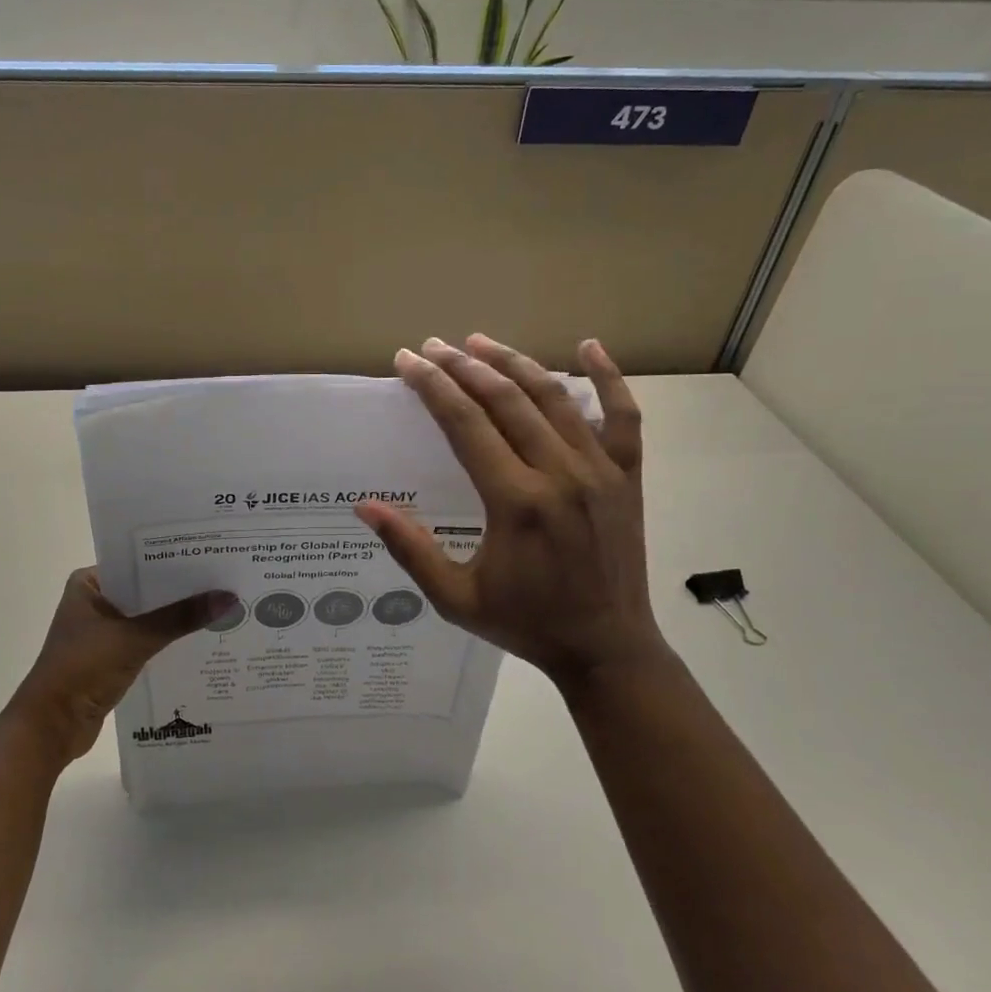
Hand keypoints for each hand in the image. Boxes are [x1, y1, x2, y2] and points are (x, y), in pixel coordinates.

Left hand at [7, 569, 233, 766]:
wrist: (51, 727)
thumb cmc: (83, 669)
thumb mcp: (135, 638)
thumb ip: (180, 618)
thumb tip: (229, 598)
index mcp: (88, 583)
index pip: (137, 561)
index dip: (173, 559)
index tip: (211, 554)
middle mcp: (94, 601)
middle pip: (145, 589)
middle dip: (181, 589)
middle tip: (225, 579)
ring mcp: (101, 631)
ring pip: (148, 616)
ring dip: (176, 616)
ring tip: (221, 605)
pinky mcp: (110, 658)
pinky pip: (146, 640)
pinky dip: (168, 640)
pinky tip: (201, 637)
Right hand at [355, 336, 669, 693]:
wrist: (607, 650)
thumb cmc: (525, 624)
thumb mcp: (455, 597)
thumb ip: (409, 549)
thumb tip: (363, 507)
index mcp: (515, 502)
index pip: (465, 424)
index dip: (432, 387)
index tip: (407, 361)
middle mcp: (559, 474)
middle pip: (505, 400)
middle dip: (463, 367)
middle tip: (432, 347)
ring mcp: (600, 471)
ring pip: (554, 397)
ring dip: (513, 363)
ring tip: (478, 341)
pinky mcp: (627, 476)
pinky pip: (623, 416)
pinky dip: (608, 378)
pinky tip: (588, 346)